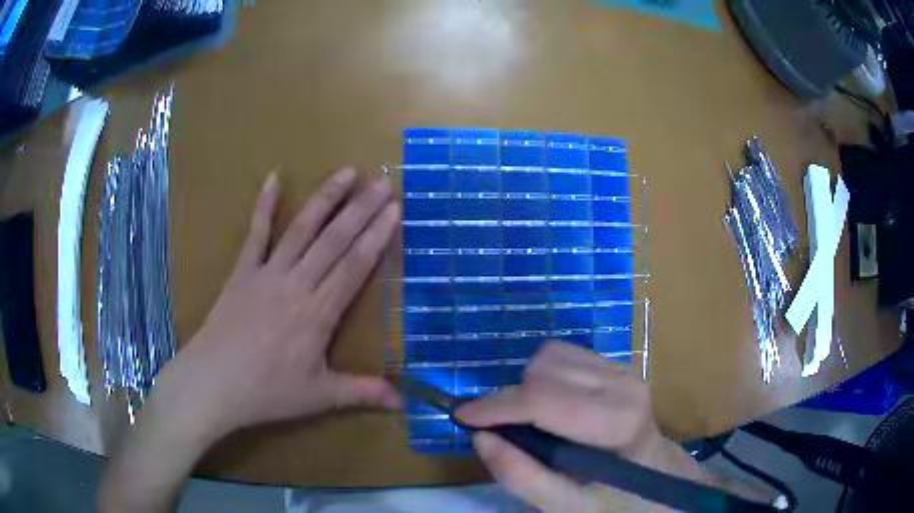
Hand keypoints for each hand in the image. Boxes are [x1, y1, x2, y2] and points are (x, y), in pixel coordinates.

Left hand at [167, 168, 402, 438]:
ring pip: (301, 230)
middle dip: (360, 209)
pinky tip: (273, 178)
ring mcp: (266, 274)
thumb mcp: (320, 396)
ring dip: (325, 199)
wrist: (213, 383)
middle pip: (333, 240)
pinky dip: (264, 205)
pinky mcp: (242, 272)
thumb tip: (404, 402)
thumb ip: (362, 393)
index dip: (376, 236)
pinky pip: (255, 234)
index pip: (354, 266)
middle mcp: (296, 284)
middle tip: (382, 181)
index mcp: (318, 313)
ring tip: (346, 172)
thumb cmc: (267, 392)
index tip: (394, 209)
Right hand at [456, 341, 711, 511]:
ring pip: (550, 356)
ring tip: (532, 423)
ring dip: (527, 387)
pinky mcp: (618, 365)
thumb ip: (522, 477)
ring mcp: (624, 369)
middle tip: (504, 433)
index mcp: (617, 422)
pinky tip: (552, 407)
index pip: (544, 400)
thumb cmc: (616, 498)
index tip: (461, 416)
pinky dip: (544, 378)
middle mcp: (624, 384)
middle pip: (544, 370)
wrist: (657, 476)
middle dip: (511, 400)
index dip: (495, 407)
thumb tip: (481, 437)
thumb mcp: (567, 506)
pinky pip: (564, 355)